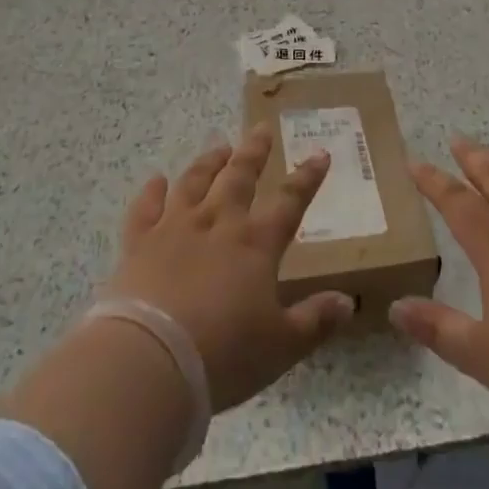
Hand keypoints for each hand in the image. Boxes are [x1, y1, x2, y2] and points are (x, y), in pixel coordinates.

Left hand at [104, 125, 355, 409]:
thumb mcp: (281, 347)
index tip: (320, 154)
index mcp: (255, 245)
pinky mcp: (139, 242)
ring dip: (208, 163)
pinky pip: (146, 208)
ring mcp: (175, 228)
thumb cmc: (224, 356)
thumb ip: (315, 321)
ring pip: (194, 183)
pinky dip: (151, 192)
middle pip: (238, 178)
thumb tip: (348, 301)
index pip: (289, 203)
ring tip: (219, 147)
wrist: (151, 360)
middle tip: (261, 128)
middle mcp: (217, 224)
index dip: (307, 179)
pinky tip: (156, 180)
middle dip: (254, 152)